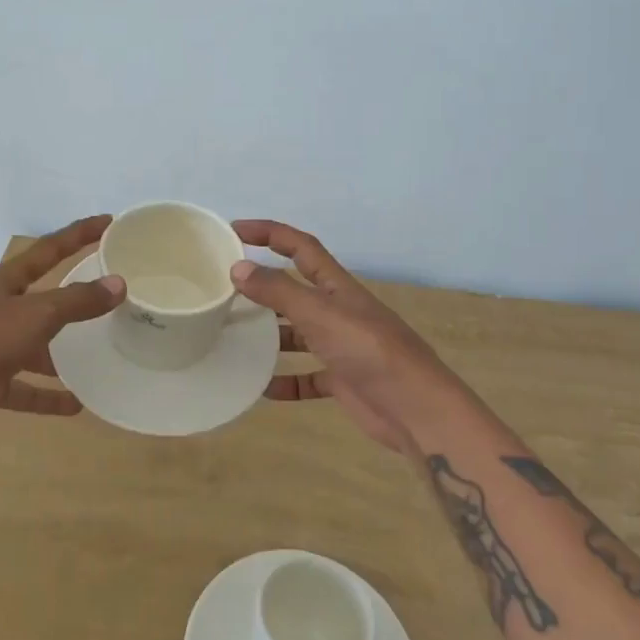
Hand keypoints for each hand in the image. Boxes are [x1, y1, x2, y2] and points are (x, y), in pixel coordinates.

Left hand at [0, 215, 125, 448]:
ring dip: (62, 354)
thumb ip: (77, 301)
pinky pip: (23, 387)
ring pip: (33, 345)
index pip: (49, 249)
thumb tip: (118, 284)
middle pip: (42, 297)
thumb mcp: (34, 315)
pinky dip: (47, 395)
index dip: (78, 234)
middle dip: (73, 297)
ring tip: (99, 356)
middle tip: (110, 295)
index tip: (108, 222)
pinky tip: (75, 405)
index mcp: (3, 282)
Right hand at [231, 220, 467, 455]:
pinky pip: (305, 377)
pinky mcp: (341, 380)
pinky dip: (284, 381)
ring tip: (232, 336)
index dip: (269, 233)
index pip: (299, 246)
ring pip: (297, 333)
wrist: (414, 409)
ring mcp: (340, 346)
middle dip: (263, 286)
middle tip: (224, 289)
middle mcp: (337, 311)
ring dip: (269, 335)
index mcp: (336, 286)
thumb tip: (238, 267)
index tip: (234, 231)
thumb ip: (279, 292)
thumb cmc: (369, 350)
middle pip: (294, 290)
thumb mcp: (320, 314)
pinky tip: (260, 388)